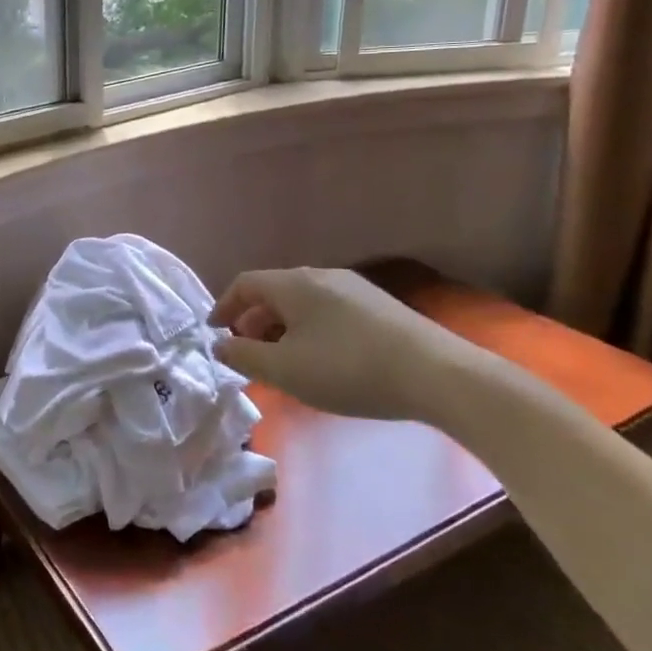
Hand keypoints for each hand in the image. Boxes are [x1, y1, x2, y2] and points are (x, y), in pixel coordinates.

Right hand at [210, 267, 448, 422]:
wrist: (436, 374)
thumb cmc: (347, 368)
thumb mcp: (285, 369)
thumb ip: (244, 355)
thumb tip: (220, 344)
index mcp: (292, 284)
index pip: (244, 283)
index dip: (224, 306)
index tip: (215, 333)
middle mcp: (320, 275)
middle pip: (274, 292)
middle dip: (253, 321)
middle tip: (247, 353)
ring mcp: (353, 288)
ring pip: (302, 303)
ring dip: (282, 328)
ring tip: (282, 361)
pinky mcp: (379, 307)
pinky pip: (328, 312)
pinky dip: (310, 331)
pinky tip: (322, 361)